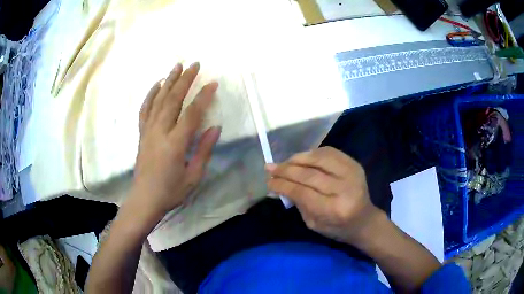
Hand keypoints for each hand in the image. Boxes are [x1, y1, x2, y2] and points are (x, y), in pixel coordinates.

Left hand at [131, 62, 220, 216]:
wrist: (144, 199)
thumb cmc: (171, 191)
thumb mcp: (193, 176)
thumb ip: (204, 150)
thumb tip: (215, 127)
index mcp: (175, 144)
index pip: (191, 113)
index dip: (203, 96)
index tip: (213, 83)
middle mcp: (160, 132)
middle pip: (172, 99)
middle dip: (185, 80)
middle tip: (195, 65)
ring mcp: (148, 131)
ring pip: (158, 100)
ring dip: (168, 81)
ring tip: (177, 66)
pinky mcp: (142, 133)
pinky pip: (145, 109)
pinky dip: (150, 95)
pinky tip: (156, 85)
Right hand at [266, 146, 379, 243]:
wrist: (364, 220)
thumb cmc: (337, 227)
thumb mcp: (313, 223)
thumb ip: (297, 203)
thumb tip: (277, 184)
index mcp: (334, 209)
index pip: (302, 192)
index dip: (283, 185)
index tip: (269, 181)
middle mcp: (345, 189)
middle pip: (309, 174)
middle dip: (286, 170)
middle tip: (270, 168)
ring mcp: (352, 173)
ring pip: (319, 158)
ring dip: (297, 158)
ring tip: (284, 162)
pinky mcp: (354, 164)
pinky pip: (329, 152)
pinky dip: (312, 153)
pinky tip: (301, 158)